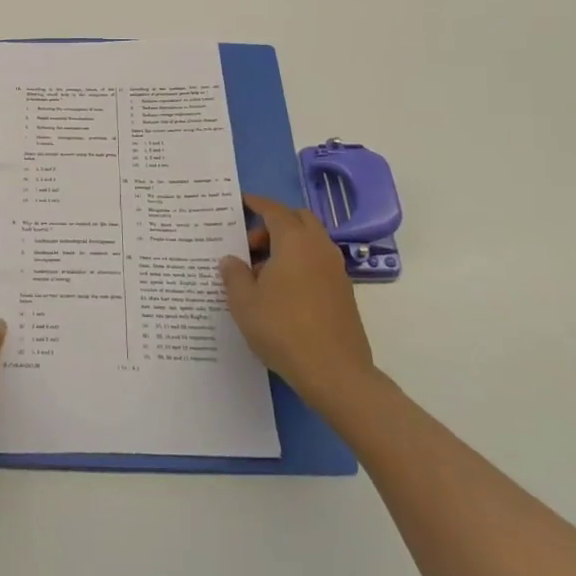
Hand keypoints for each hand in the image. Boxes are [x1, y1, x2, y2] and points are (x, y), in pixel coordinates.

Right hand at [220, 194, 377, 409]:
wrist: (335, 373)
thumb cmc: (283, 329)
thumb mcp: (244, 302)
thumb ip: (234, 275)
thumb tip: (231, 260)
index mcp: (295, 241)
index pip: (274, 210)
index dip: (256, 203)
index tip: (241, 202)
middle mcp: (319, 248)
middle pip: (298, 220)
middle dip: (274, 224)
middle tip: (251, 246)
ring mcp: (336, 271)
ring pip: (310, 242)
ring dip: (287, 246)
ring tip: (262, 273)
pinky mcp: (344, 293)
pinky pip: (318, 263)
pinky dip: (300, 264)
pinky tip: (282, 292)